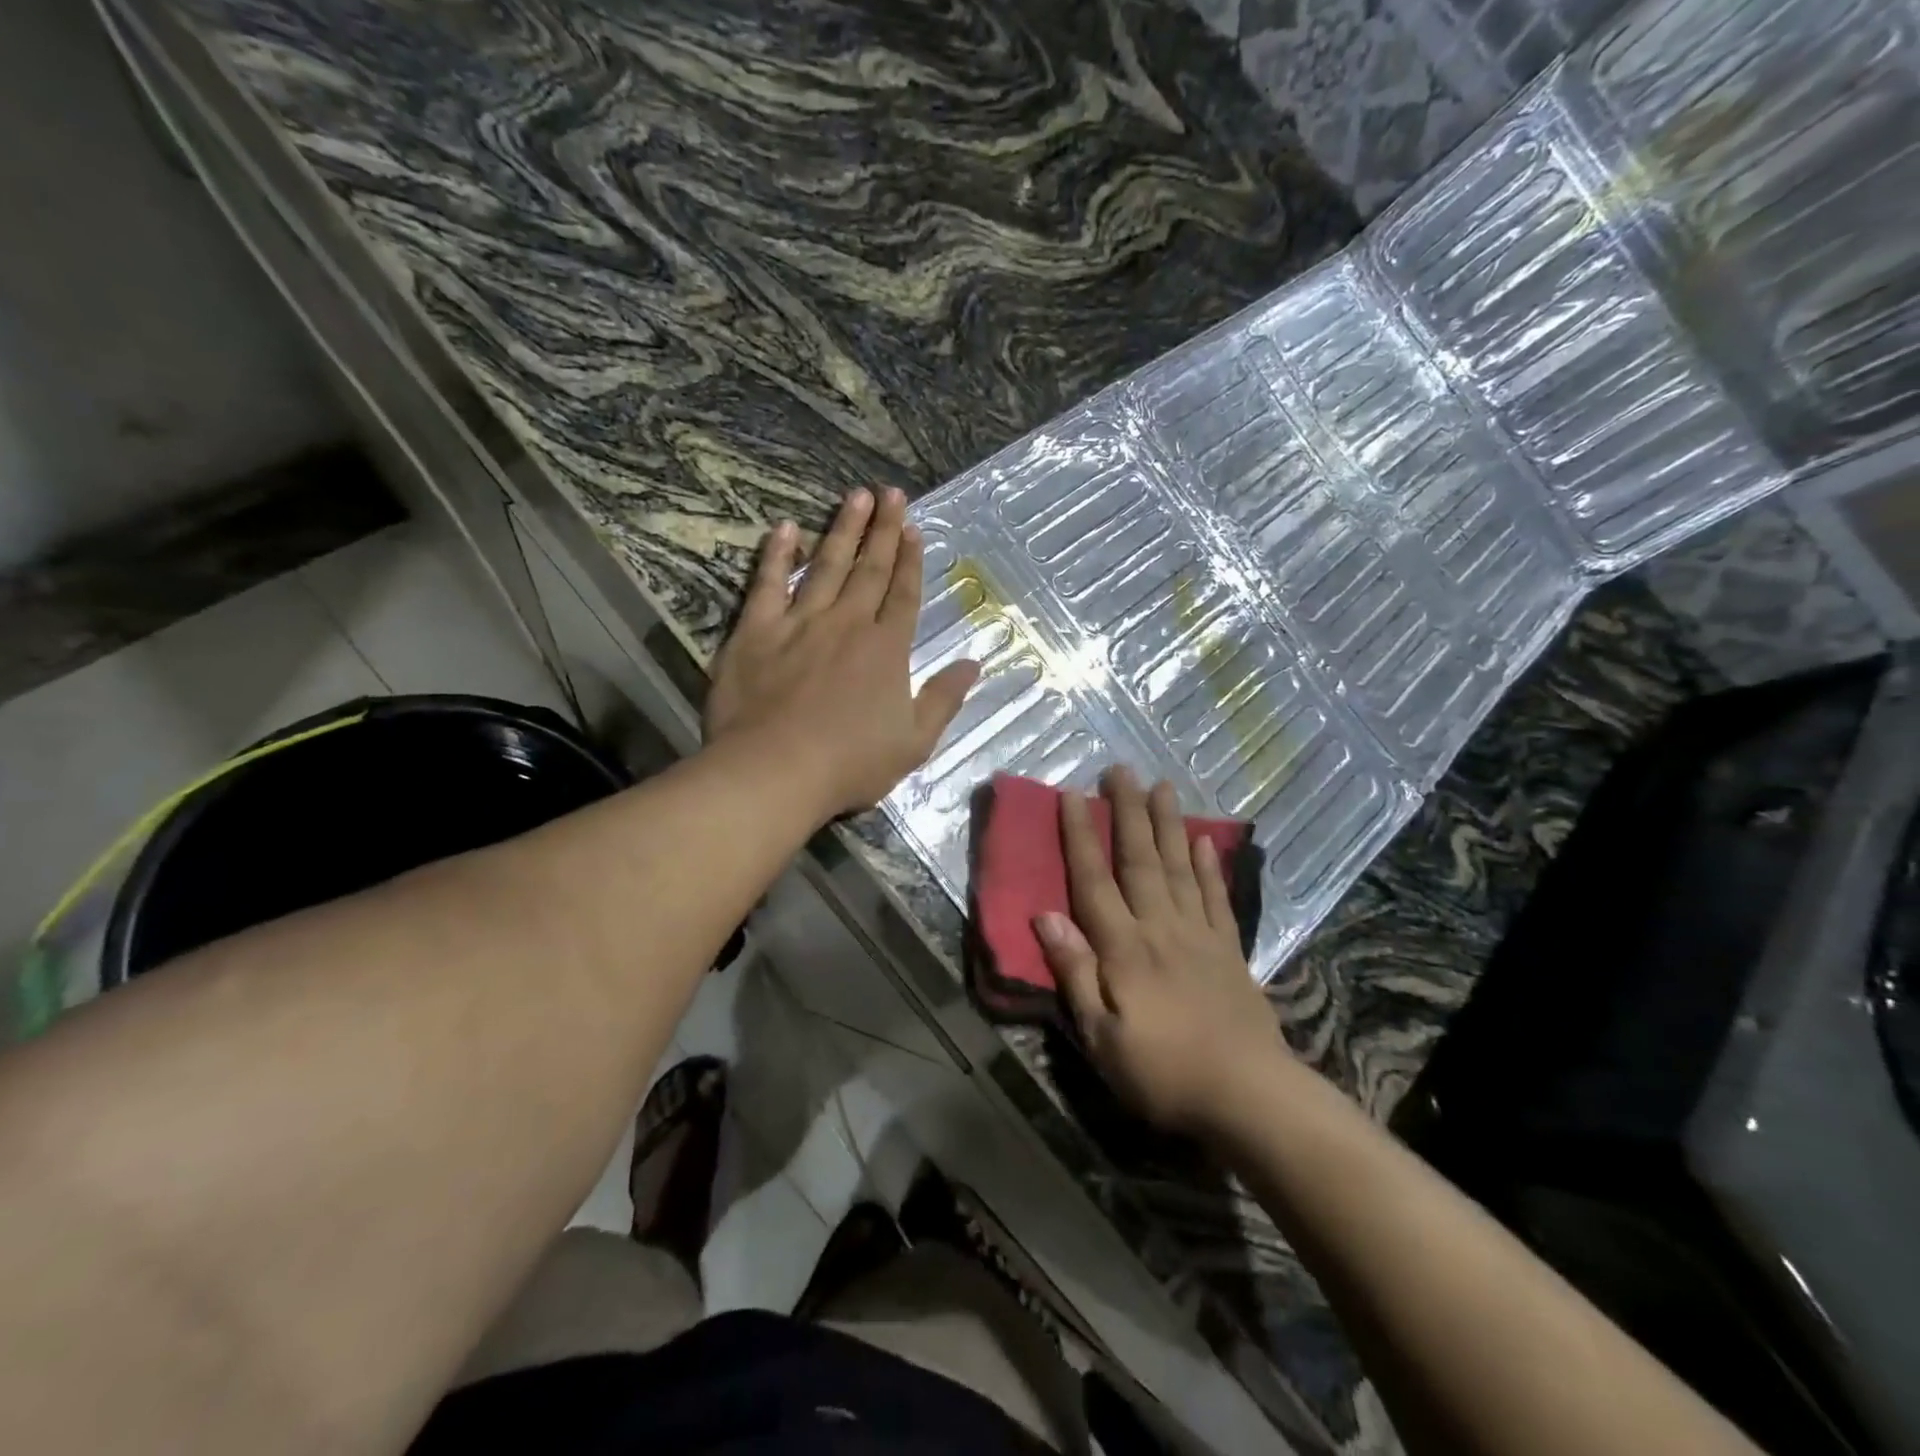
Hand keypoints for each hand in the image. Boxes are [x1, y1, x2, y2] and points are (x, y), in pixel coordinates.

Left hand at [705, 488, 979, 819]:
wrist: (775, 770)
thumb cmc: (850, 763)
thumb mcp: (914, 742)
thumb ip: (943, 700)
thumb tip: (974, 664)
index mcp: (886, 649)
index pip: (904, 594)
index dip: (911, 561)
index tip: (915, 529)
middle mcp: (847, 623)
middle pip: (870, 569)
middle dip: (884, 530)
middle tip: (892, 493)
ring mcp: (800, 622)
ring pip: (826, 565)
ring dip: (843, 529)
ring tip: (856, 496)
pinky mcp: (756, 630)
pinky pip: (768, 583)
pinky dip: (776, 554)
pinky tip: (786, 528)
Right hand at [1035, 767, 1284, 1135]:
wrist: (1249, 1096)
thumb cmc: (1163, 1073)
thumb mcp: (1101, 1037)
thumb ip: (1075, 973)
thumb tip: (1045, 916)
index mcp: (1124, 948)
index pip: (1094, 880)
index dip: (1081, 836)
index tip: (1072, 795)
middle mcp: (1161, 928)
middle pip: (1140, 859)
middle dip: (1128, 812)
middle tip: (1120, 769)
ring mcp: (1200, 936)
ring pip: (1178, 867)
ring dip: (1168, 824)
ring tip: (1162, 786)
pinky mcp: (1230, 951)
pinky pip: (1216, 898)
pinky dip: (1208, 867)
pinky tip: (1203, 842)